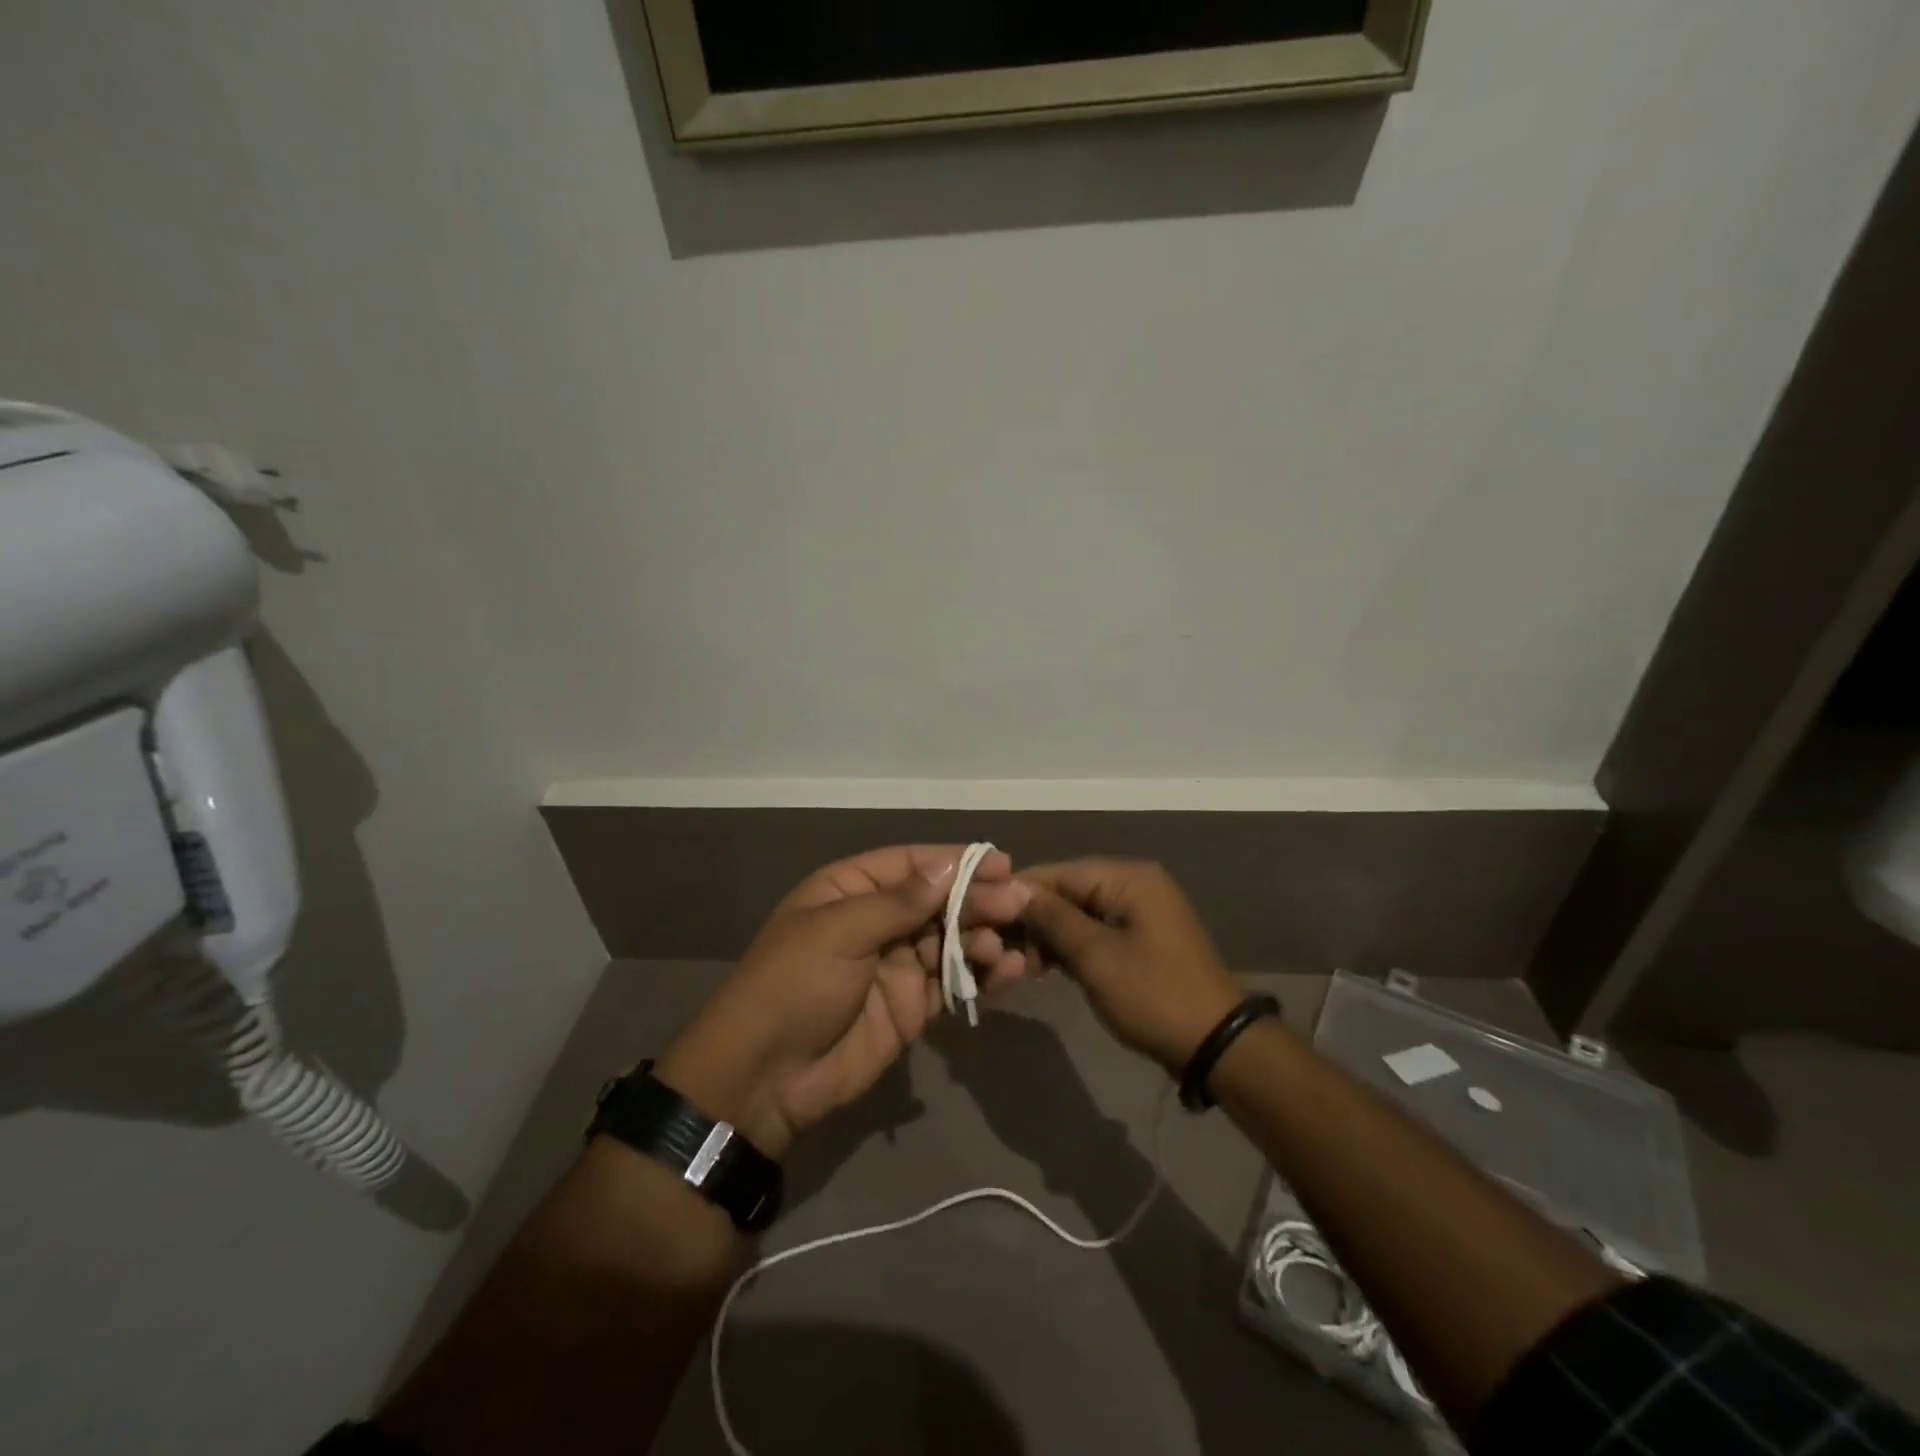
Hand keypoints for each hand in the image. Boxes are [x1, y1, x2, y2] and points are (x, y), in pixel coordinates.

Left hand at [654, 846, 1031, 1159]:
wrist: (764, 1077)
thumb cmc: (795, 984)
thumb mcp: (841, 930)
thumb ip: (900, 901)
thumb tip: (950, 867)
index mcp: (850, 890)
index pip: (912, 864)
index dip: (956, 861)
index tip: (1000, 863)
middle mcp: (877, 921)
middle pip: (938, 901)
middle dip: (978, 900)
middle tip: (1019, 904)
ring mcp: (896, 965)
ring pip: (952, 941)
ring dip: (983, 939)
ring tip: (1007, 946)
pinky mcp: (912, 1007)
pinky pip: (953, 983)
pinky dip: (981, 977)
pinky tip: (1007, 973)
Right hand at [1018, 860, 1241, 1073]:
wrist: (1216, 1044)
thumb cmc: (1152, 994)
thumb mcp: (1095, 956)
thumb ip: (1053, 918)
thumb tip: (1014, 891)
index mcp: (1127, 878)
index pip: (1060, 872)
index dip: (1019, 892)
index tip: (981, 912)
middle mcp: (1134, 885)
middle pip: (1069, 892)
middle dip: (1033, 918)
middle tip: (997, 946)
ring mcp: (1140, 914)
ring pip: (1079, 914)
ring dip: (1049, 937)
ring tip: (1017, 963)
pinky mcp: (1141, 940)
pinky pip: (1095, 933)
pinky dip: (1070, 948)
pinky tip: (1043, 967)